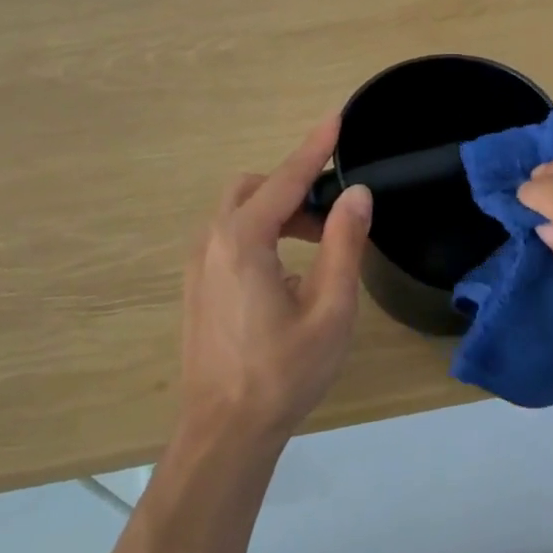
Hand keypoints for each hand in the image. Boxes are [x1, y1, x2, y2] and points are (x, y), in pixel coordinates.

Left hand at [178, 116, 372, 449]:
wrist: (224, 433)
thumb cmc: (283, 373)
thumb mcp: (330, 308)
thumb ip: (343, 244)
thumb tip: (357, 195)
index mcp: (243, 242)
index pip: (285, 180)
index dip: (314, 148)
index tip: (336, 120)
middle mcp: (211, 243)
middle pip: (252, 189)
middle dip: (292, 186)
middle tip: (332, 211)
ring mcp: (197, 266)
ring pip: (237, 214)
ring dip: (277, 213)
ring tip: (317, 243)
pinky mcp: (196, 288)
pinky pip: (228, 240)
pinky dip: (260, 235)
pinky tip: (287, 275)